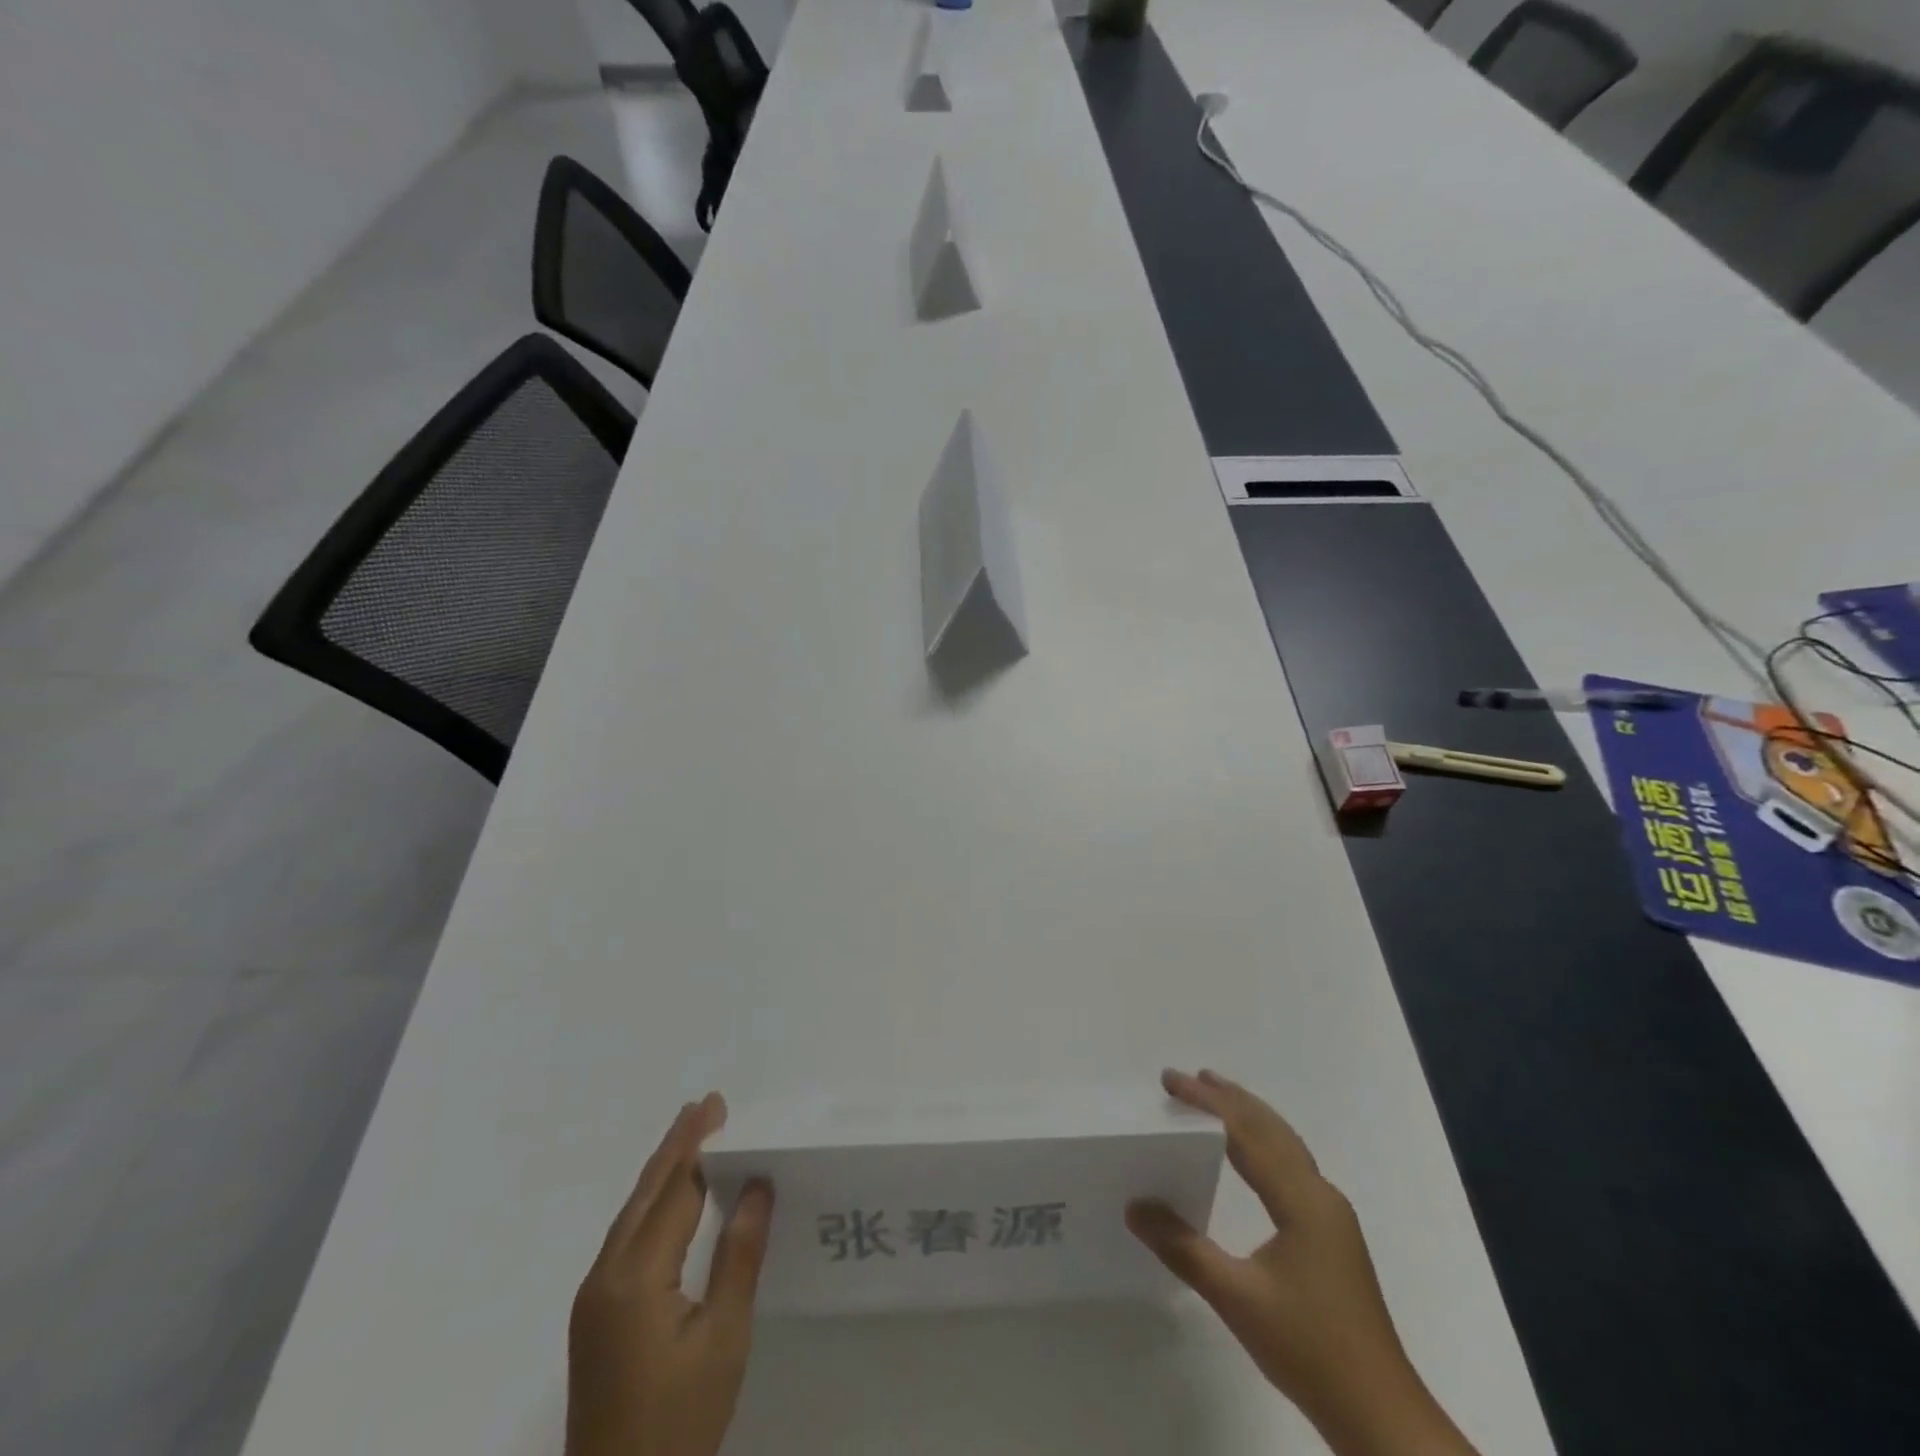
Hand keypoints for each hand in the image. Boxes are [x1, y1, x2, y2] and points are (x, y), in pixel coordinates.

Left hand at [566, 1093, 772, 1455]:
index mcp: (635, 1277)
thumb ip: (739, 1255)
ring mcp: (594, 1298)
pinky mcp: (594, 1316)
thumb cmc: (679, 1424)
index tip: (717, 1106)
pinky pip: (626, 1238)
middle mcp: (605, 1276)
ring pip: (631, 1214)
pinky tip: (668, 1199)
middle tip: (705, 1106)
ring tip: (690, 1137)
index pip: (675, 1191)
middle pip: (645, 1194)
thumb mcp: (723, 1340)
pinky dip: (651, 1204)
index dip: (698, 1146)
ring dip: (662, 1172)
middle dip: (676, 1147)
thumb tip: (757, 1185)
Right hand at [1127, 1070, 1478, 1455]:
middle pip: (1271, 1128)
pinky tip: (1249, 1156)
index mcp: (1301, 1200)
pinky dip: (1263, 1142)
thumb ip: (1184, 1248)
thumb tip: (1136, 1206)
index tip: (1170, 1081)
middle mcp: (1320, 1195)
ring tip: (1214, 1098)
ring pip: (1285, 1144)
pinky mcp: (1332, 1235)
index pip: (1246, 1133)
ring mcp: (1331, 1215)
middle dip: (1229, 1098)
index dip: (1207, 1102)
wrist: (1382, 1417)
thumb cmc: (1310, 1351)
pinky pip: (1291, 1165)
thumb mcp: (1237, 1300)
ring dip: (1249, 1116)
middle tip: (1188, 1078)